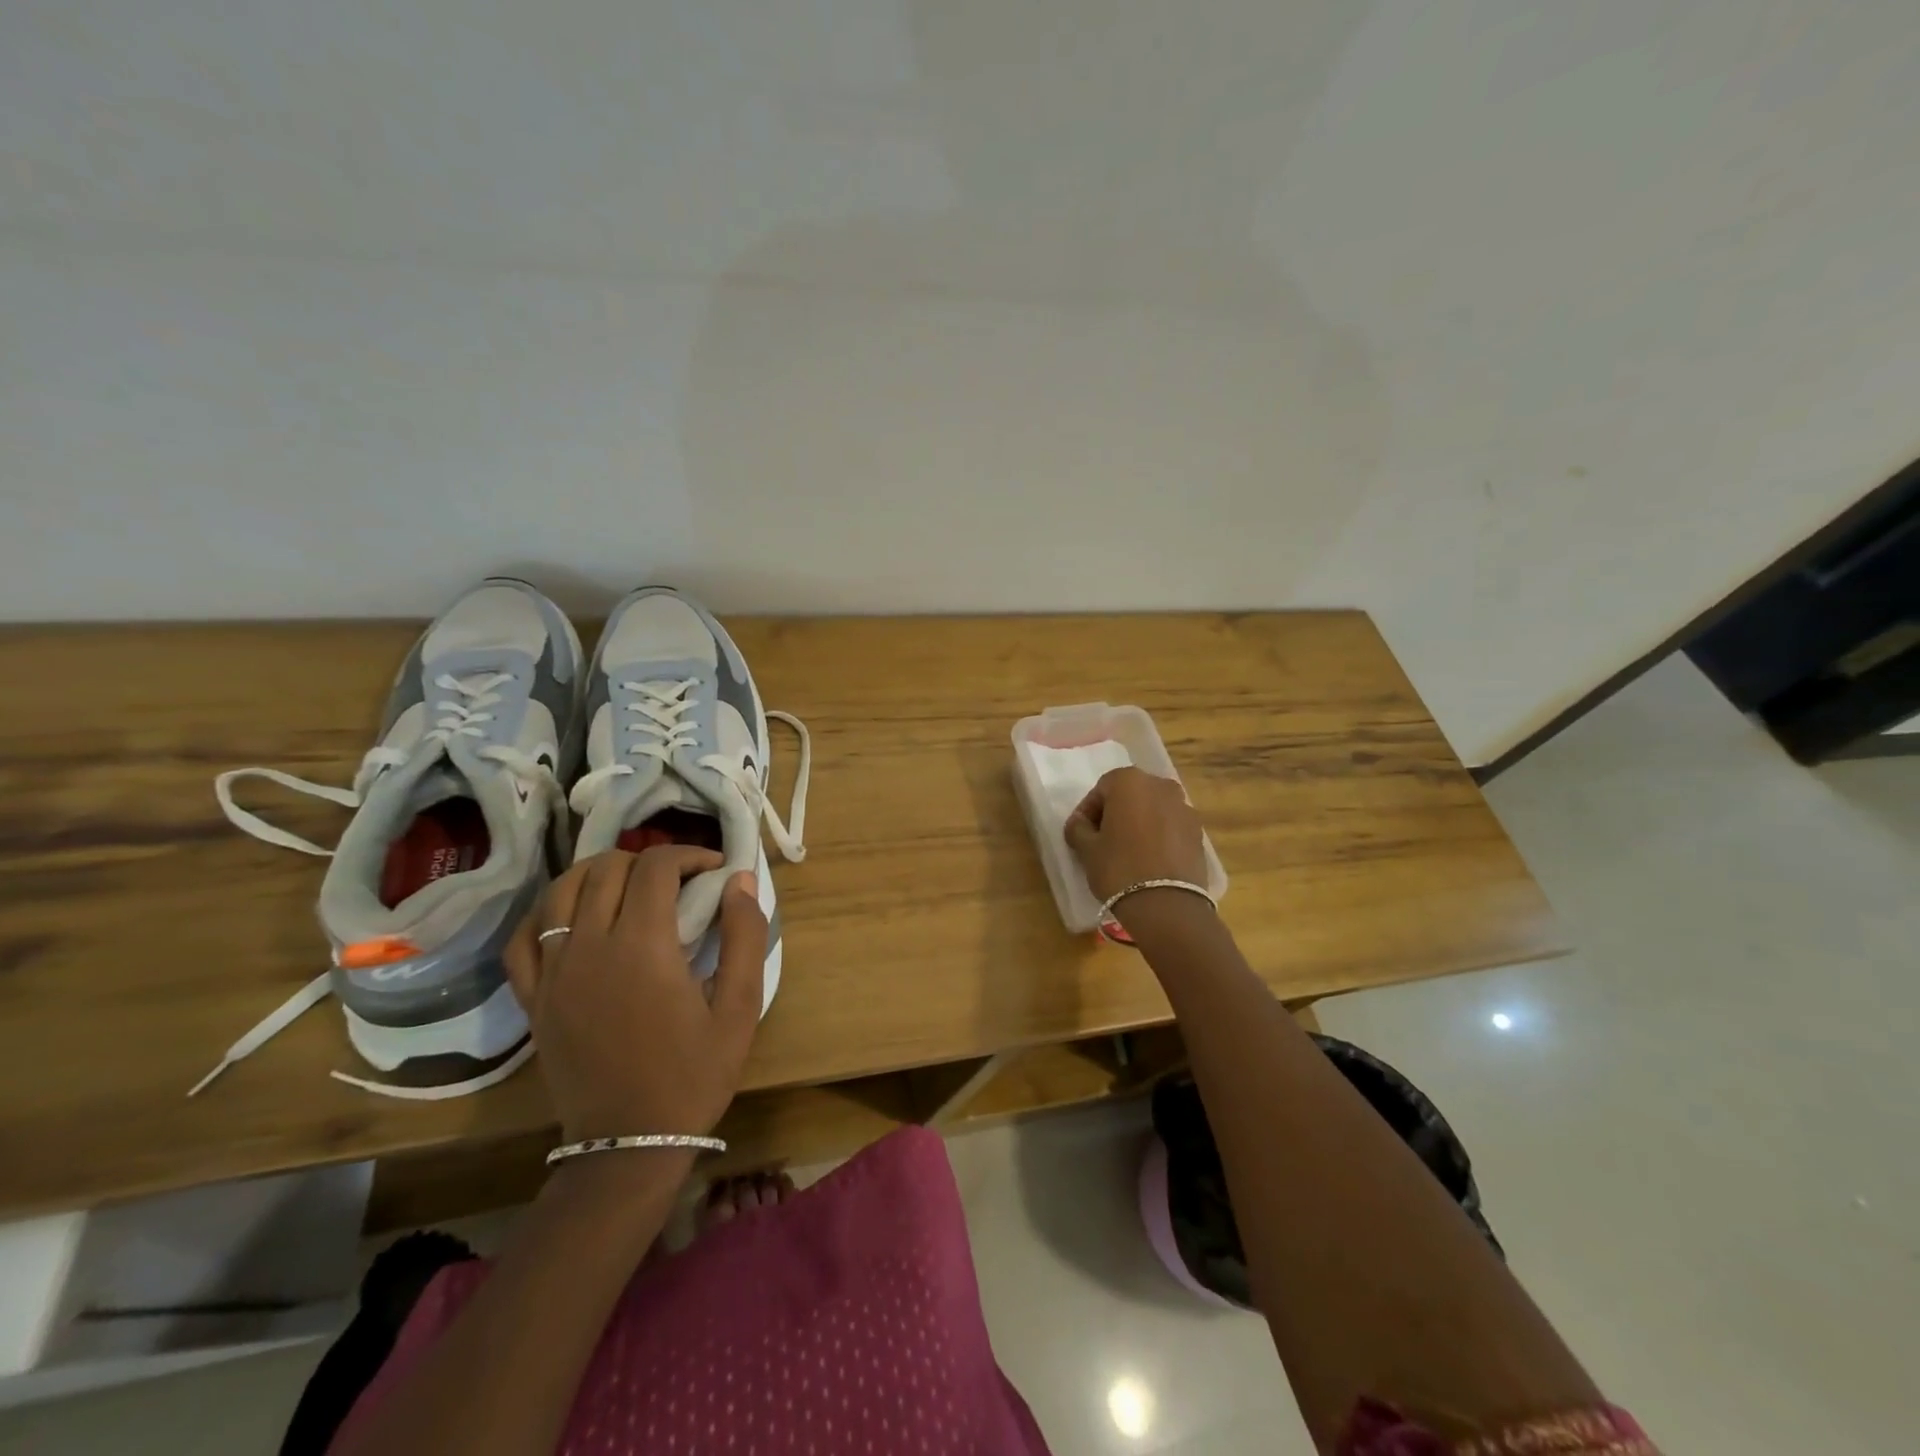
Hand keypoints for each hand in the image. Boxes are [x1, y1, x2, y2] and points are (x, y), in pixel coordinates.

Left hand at [504, 847, 767, 1140]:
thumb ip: (744, 935)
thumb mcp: (740, 1007)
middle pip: (608, 868)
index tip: (714, 869)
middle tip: (679, 881)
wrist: (630, 1142)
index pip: (656, 867)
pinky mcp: (533, 997)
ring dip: (598, 873)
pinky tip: (573, 916)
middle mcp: (590, 947)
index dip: (688, 854)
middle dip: (649, 860)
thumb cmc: (694, 1074)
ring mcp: (552, 972)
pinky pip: (524, 937)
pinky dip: (547, 912)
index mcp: (643, 946)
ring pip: (561, 891)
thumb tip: (740, 880)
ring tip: (629, 887)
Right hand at [1063, 766, 1209, 901]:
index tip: (1081, 833)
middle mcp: (1160, 785)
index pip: (1101, 790)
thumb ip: (1078, 828)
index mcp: (1129, 781)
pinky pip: (1170, 826)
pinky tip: (1149, 859)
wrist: (1167, 905)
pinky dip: (1158, 835)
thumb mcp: (1087, 849)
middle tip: (1103, 840)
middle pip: (1130, 795)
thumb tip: (1079, 823)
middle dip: (1115, 813)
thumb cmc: (1119, 868)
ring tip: (1128, 851)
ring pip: (1152, 809)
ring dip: (1138, 823)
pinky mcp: (1198, 831)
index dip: (1087, 811)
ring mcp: (1184, 807)